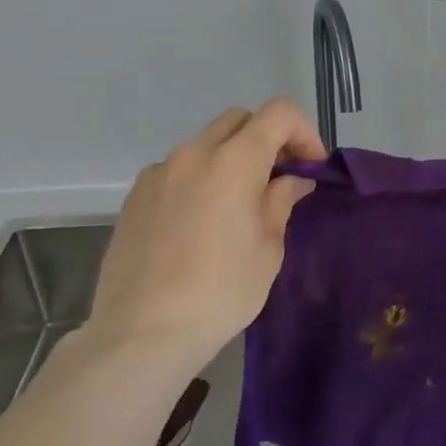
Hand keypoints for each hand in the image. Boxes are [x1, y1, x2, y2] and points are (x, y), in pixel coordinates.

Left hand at [87, 98, 323, 369]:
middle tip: (281, 178)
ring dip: (232, 158)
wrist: (143, 333)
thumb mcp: (269, 247)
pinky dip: (200, 178)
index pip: (278, 112)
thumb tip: (292, 180)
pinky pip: (177, 170)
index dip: (303, 132)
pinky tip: (202, 221)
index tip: (310, 168)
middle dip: (268, 139)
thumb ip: (281, 200)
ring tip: (240, 203)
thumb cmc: (221, 290)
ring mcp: (159, 172)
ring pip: (206, 143)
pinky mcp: (135, 196)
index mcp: (234, 161)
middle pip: (240, 120)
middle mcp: (194, 153)